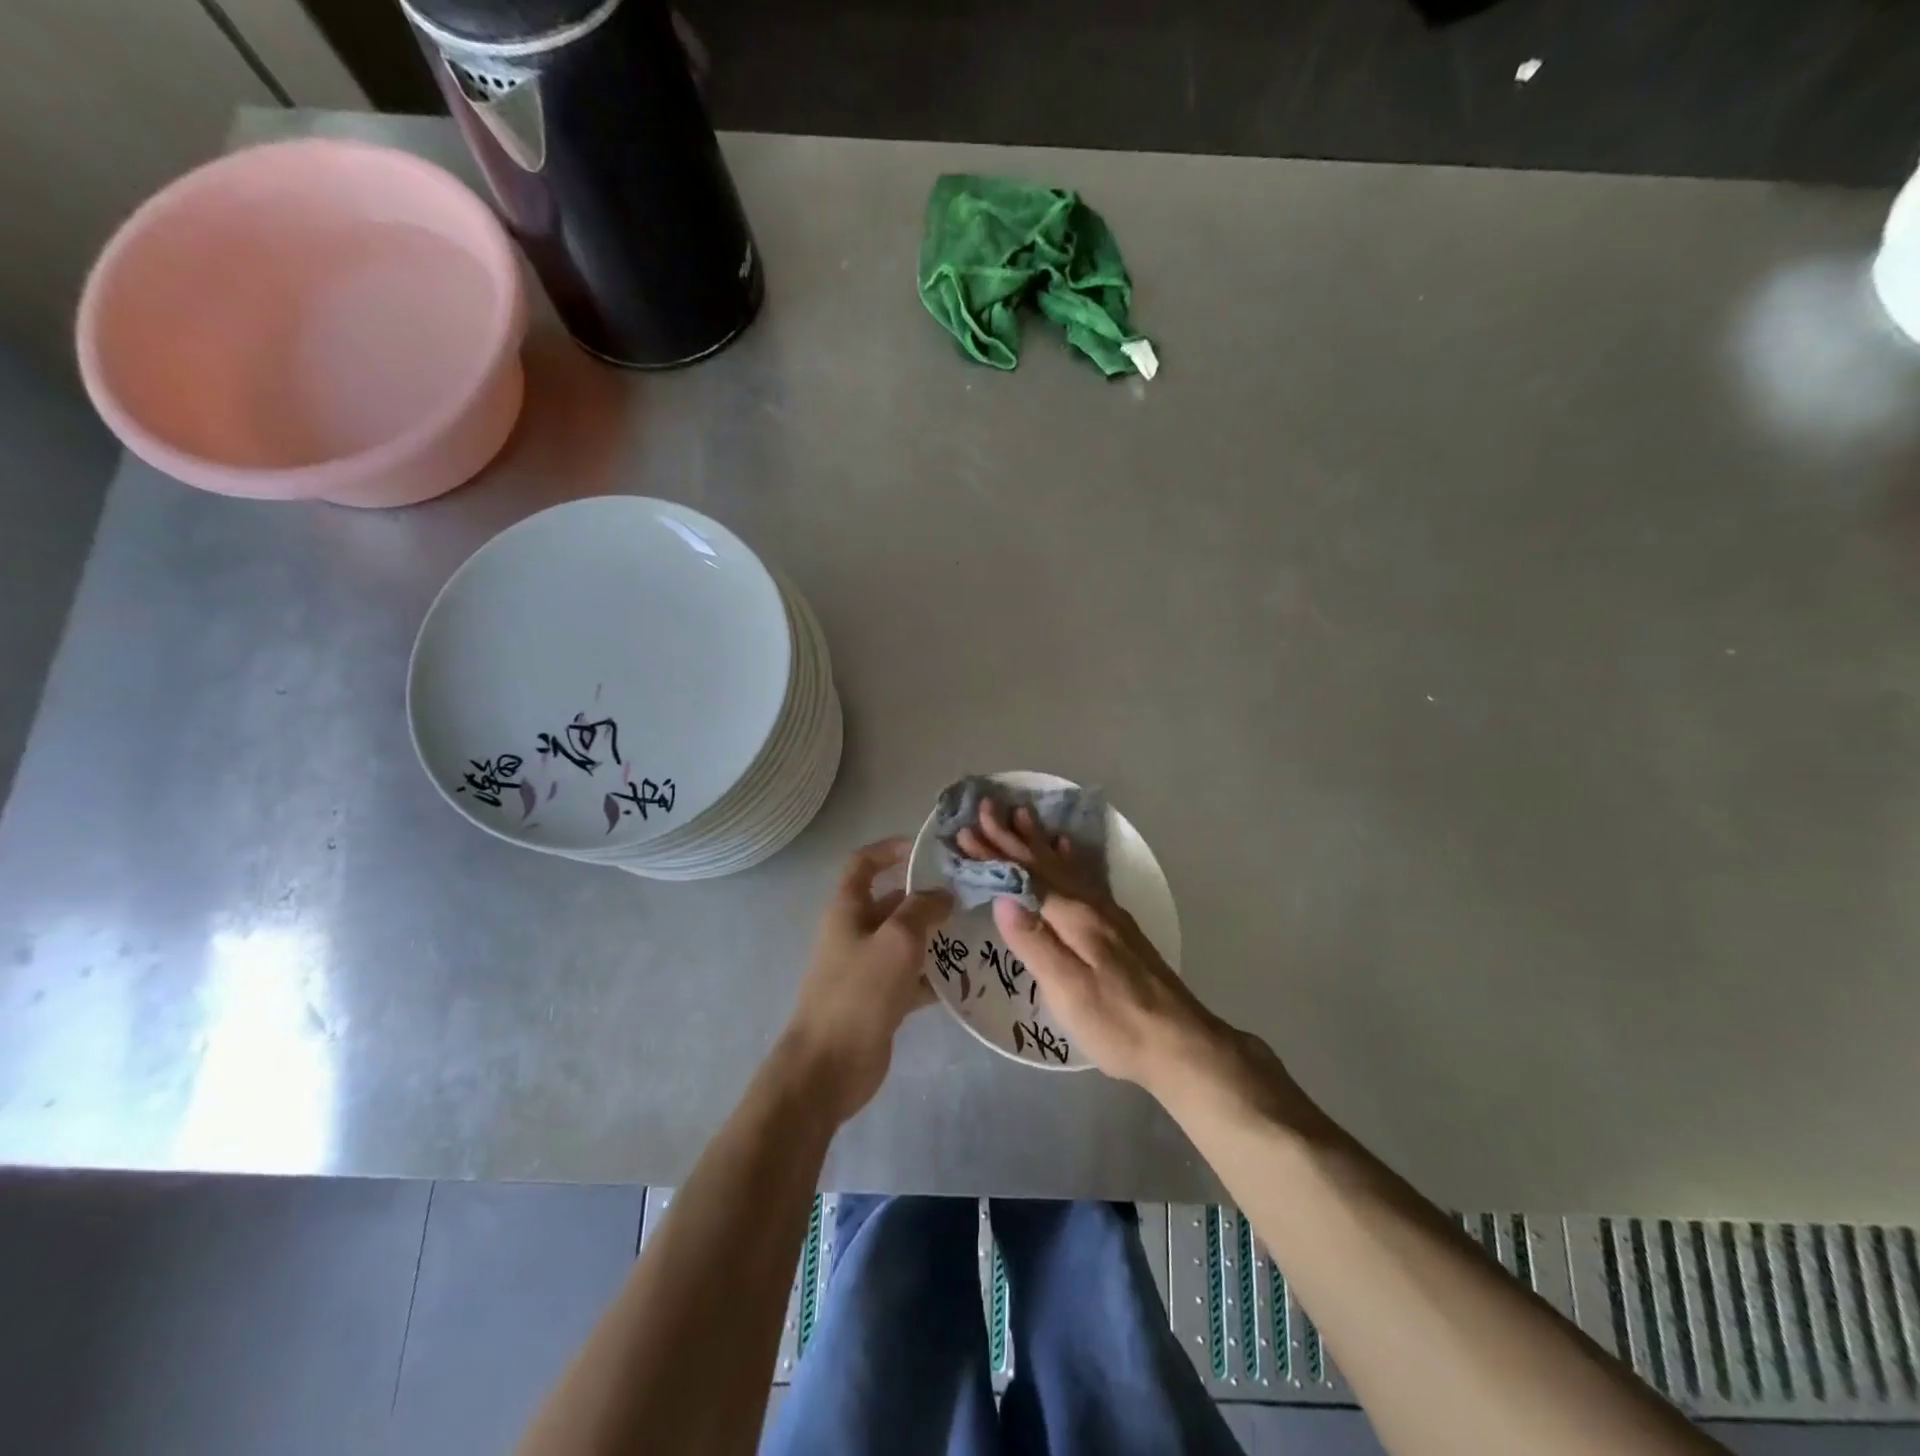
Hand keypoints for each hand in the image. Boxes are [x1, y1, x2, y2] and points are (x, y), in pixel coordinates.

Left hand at [781, 838, 952, 1122]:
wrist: (828, 1067)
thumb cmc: (859, 992)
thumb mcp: (896, 940)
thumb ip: (921, 909)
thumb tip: (942, 893)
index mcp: (847, 909)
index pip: (864, 864)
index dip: (890, 849)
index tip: (926, 850)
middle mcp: (855, 932)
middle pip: (891, 902)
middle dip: (926, 896)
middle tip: (969, 894)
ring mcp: (866, 968)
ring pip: (904, 941)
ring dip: (935, 936)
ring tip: (976, 931)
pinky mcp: (880, 1000)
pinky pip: (911, 977)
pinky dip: (934, 976)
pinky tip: (966, 977)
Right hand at [958, 801, 1225, 1091]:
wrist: (1182, 1044)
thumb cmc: (1118, 1024)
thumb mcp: (1069, 990)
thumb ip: (1035, 943)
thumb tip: (1003, 896)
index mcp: (1074, 918)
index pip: (1025, 877)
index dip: (994, 855)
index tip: (966, 832)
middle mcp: (1091, 906)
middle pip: (1044, 864)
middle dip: (1011, 837)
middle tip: (986, 808)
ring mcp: (1108, 914)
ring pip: (1065, 866)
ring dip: (1039, 841)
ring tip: (1022, 814)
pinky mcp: (1118, 927)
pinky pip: (1086, 877)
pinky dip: (1071, 858)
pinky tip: (1068, 849)